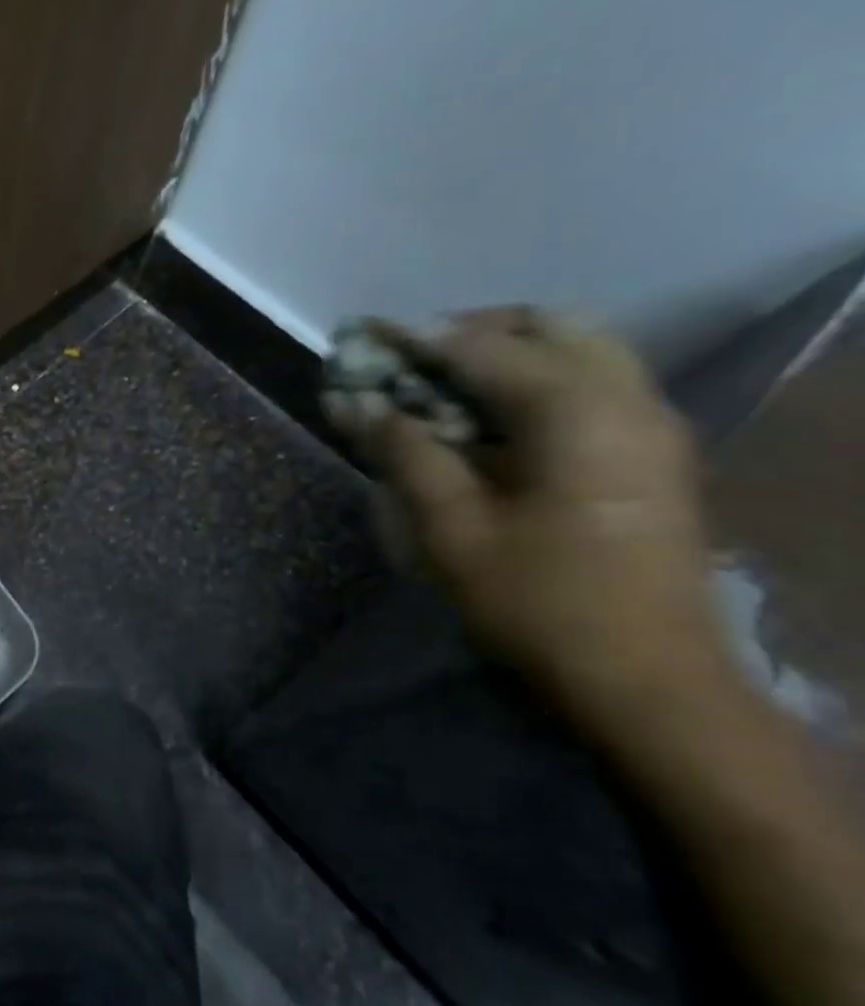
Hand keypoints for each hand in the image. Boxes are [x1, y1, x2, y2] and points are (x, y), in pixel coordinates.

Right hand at [327, 308, 729, 733]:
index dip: (414, 339)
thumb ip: (404, 453)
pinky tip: (484, 424)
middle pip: (547, 326)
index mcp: (576, 412)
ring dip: (501, 355)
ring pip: (576, 351)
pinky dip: (530, 384)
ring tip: (437, 389)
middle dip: (468, 332)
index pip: (482, 347)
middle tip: (407, 362)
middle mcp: (626, 399)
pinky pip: (589, 386)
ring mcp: (649, 426)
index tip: (362, 338)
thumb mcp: (451, 529)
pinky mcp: (649, 455)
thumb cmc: (537, 602)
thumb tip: (356, 405)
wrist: (647, 679)